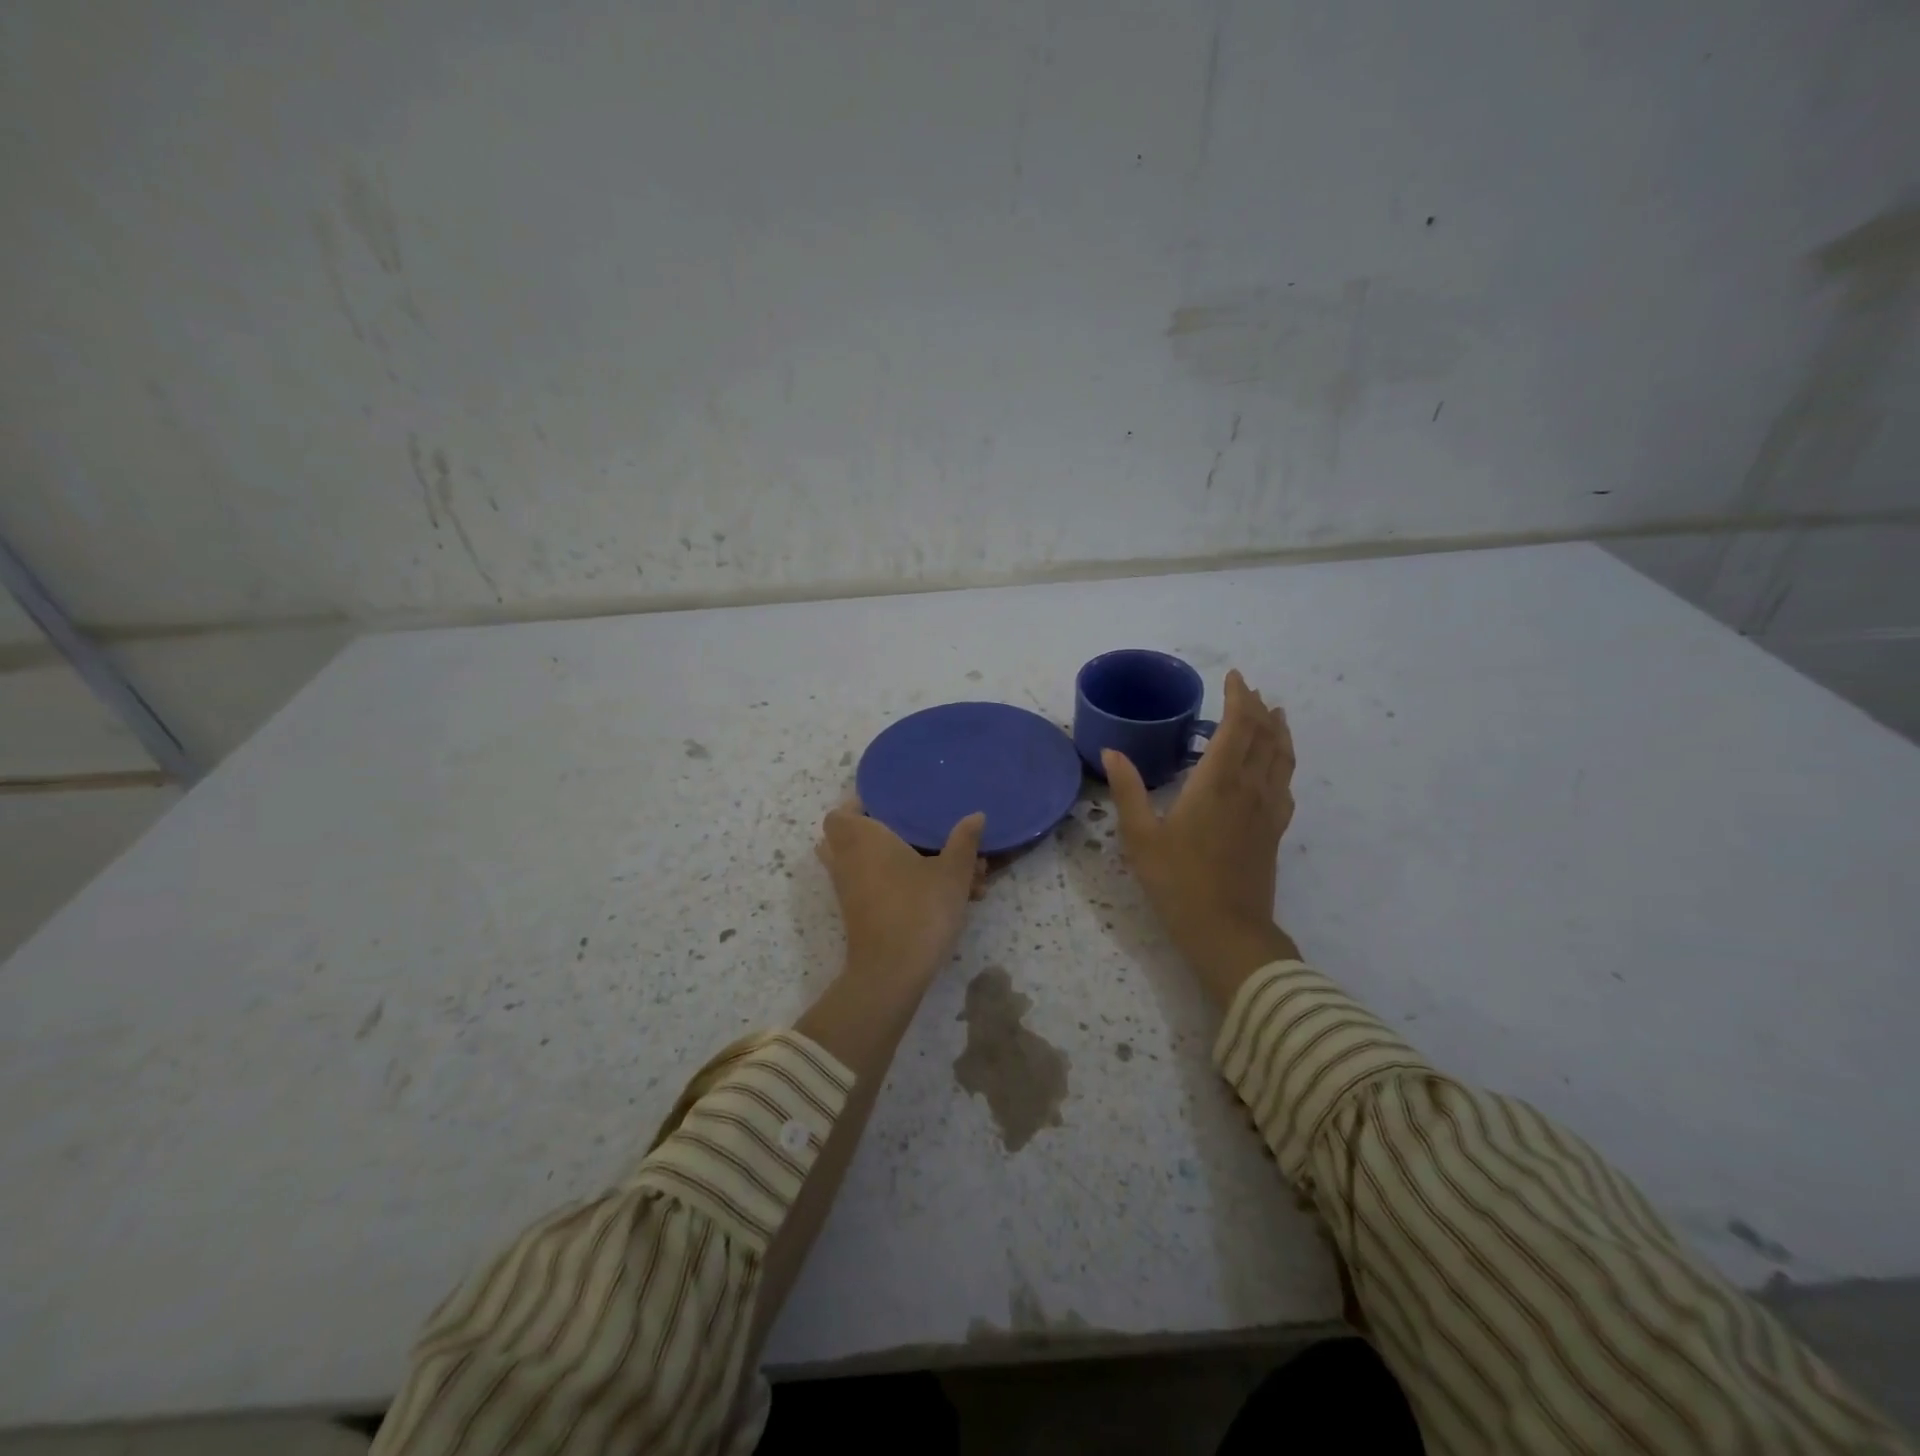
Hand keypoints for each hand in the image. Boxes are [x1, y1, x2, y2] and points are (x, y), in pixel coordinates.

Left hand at [816, 802, 986, 986]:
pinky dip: (899, 886)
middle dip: (883, 835)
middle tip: (917, 834)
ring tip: (942, 868)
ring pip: (868, 866)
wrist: (892, 972)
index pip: (839, 813)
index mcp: (861, 838)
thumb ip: (964, 841)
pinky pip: (875, 889)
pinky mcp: (859, 915)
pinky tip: (941, 896)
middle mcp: (847, 860)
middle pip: (851, 838)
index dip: (859, 807)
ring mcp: (850, 890)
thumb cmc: (919, 909)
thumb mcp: (952, 872)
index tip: (892, 807)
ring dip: (898, 863)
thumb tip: (976, 815)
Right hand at [1104, 669, 1300, 1005]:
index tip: (1234, 677)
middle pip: (1263, 737)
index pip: (1237, 727)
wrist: (1227, 931)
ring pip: (1282, 758)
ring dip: (1278, 731)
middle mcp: (1249, 789)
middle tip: (1248, 689)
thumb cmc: (1177, 882)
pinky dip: (1285, 762)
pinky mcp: (1275, 831)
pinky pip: (1286, 785)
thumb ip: (1128, 791)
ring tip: (1274, 713)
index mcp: (1217, 783)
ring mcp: (1268, 810)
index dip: (1238, 698)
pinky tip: (1278, 765)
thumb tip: (1112, 752)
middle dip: (1257, 708)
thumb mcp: (1140, 837)